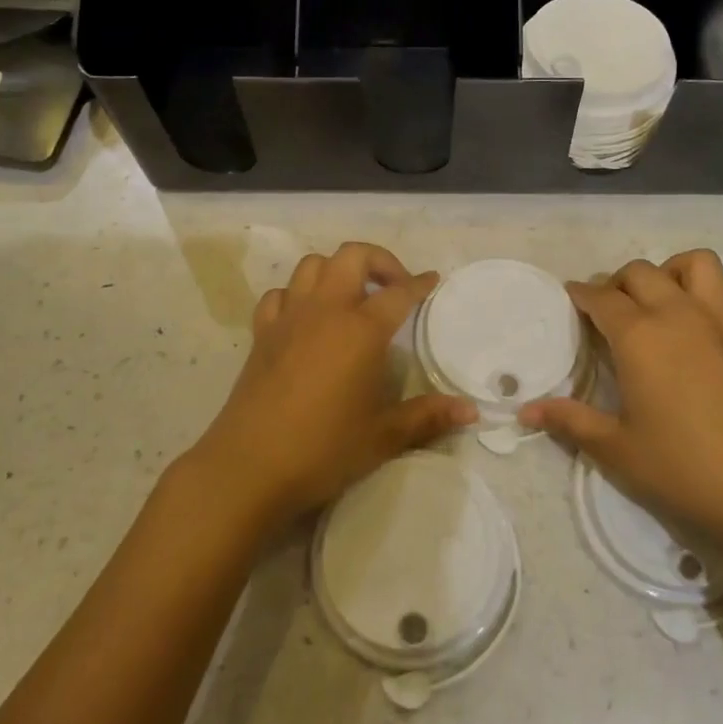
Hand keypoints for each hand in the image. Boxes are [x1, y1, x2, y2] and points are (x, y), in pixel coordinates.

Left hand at [185, 242, 476, 535]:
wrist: (249, 466)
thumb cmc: (324, 449)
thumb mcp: (383, 436)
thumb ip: (428, 416)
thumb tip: (472, 411)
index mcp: (361, 330)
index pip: (398, 293)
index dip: (419, 283)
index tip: (432, 280)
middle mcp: (325, 311)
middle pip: (352, 257)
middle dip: (379, 261)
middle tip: (394, 287)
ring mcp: (289, 318)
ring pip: (312, 265)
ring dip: (336, 270)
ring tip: (352, 296)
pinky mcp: (262, 333)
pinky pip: (279, 294)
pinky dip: (296, 295)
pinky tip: (306, 317)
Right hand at [519, 250, 722, 550]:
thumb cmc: (682, 469)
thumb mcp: (615, 449)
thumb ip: (570, 421)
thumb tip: (525, 410)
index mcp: (639, 337)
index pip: (601, 299)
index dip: (581, 294)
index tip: (571, 298)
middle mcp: (679, 315)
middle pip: (642, 272)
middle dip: (618, 282)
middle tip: (608, 310)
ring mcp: (722, 323)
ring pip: (698, 264)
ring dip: (674, 270)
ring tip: (662, 298)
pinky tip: (717, 310)